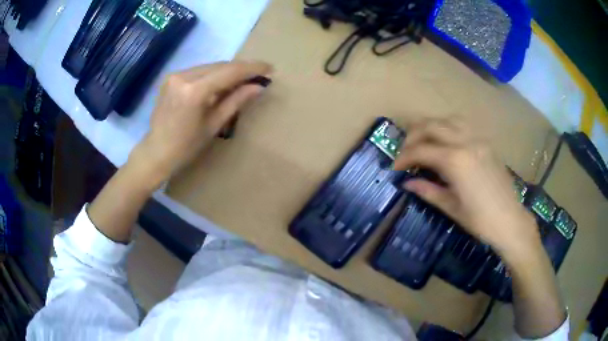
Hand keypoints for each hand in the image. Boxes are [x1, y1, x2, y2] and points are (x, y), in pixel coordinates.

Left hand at [131, 61, 272, 183]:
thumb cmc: (186, 146)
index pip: (229, 71)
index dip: (252, 68)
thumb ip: (236, 101)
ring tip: (242, 81)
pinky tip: (220, 84)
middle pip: (220, 66)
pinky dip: (213, 75)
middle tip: (258, 76)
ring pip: (210, 66)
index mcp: (194, 91)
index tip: (270, 68)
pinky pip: (199, 71)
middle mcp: (183, 76)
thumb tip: (258, 87)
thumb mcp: (214, 125)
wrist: (156, 151)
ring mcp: (175, 75)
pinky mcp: (171, 77)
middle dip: (241, 69)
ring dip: (227, 72)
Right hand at [393, 117, 539, 256]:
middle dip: (413, 136)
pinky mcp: (486, 143)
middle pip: (431, 126)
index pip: (421, 150)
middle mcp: (465, 143)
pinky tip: (446, 140)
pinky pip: (463, 126)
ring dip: (431, 127)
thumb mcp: (451, 208)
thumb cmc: (480, 220)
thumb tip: (407, 183)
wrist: (510, 220)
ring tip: (423, 141)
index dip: (404, 157)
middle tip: (405, 151)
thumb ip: (428, 191)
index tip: (395, 167)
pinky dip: (448, 127)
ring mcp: (478, 140)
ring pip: (447, 120)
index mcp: (455, 161)